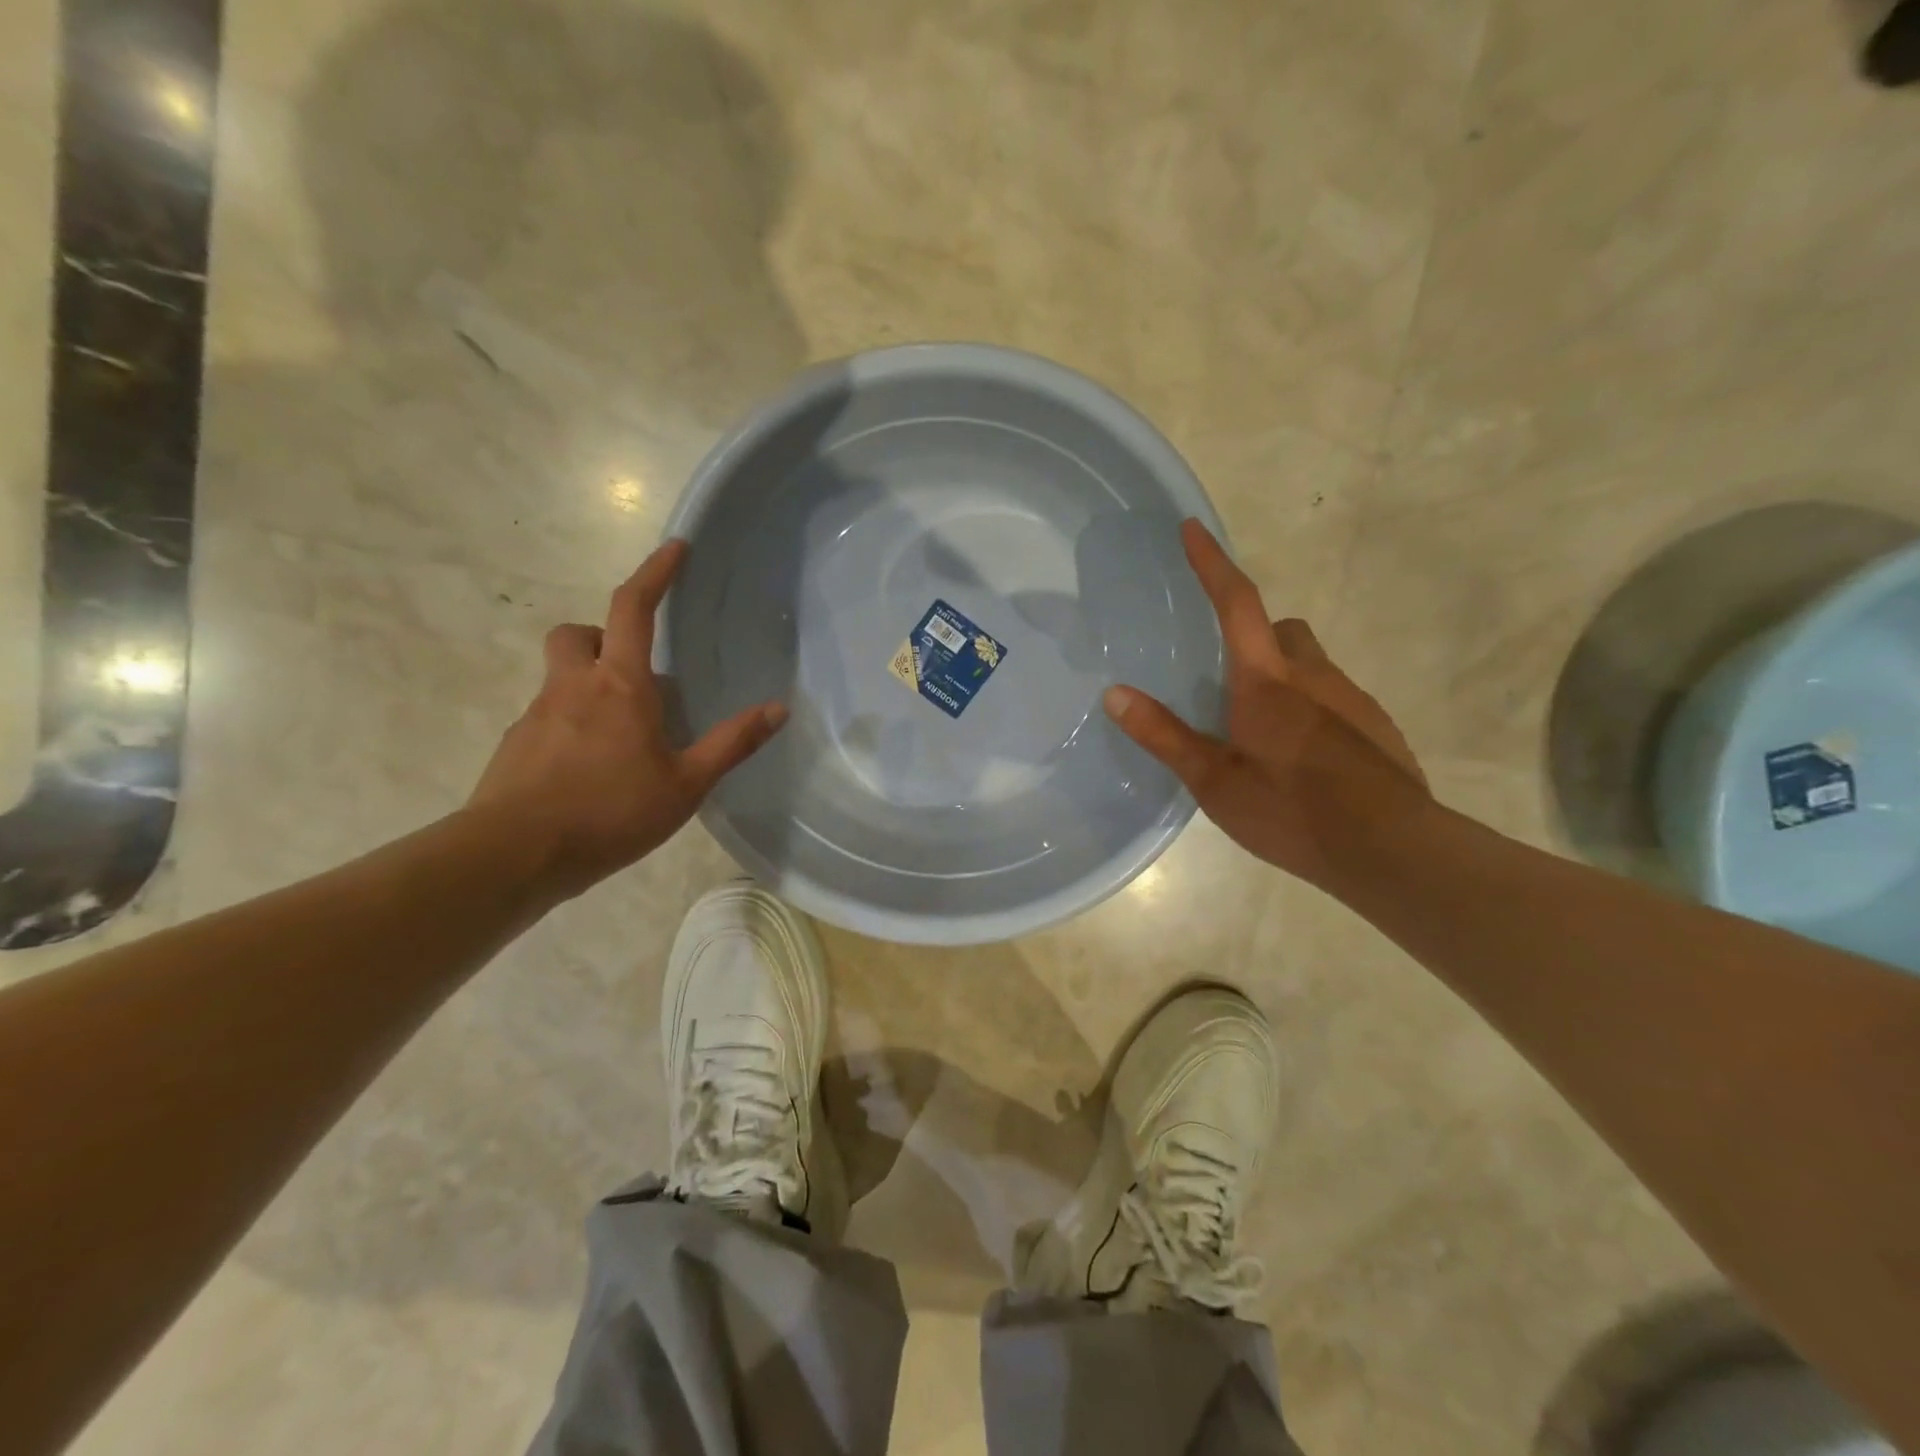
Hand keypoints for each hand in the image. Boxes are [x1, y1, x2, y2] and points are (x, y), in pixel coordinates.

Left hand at [468, 539, 786, 898]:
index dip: (655, 574)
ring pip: (561, 676)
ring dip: (589, 684)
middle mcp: (573, 686)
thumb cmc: (610, 812)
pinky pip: (547, 716)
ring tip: (621, 735)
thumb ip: (731, 744)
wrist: (515, 855)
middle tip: (633, 670)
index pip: (635, 609)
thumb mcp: (686, 783)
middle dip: (604, 635)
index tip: (674, 549)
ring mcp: (537, 715)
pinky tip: (590, 770)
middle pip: (578, 633)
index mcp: (620, 685)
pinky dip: (571, 724)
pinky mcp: (515, 746)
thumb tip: (778, 708)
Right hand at [1103, 520, 1429, 887]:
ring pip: (1312, 666)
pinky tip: (1303, 759)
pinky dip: (1313, 711)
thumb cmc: (1292, 811)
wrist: (1391, 851)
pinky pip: (1337, 700)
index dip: (1213, 564)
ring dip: (1285, 678)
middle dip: (1256, 634)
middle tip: (1228, 676)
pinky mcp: (1378, 729)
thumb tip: (1114, 693)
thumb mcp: (1214, 781)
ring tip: (1261, 731)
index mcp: (1267, 682)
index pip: (1236, 604)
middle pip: (1284, 630)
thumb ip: (1165, 736)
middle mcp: (1314, 677)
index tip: (1193, 528)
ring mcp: (1353, 701)